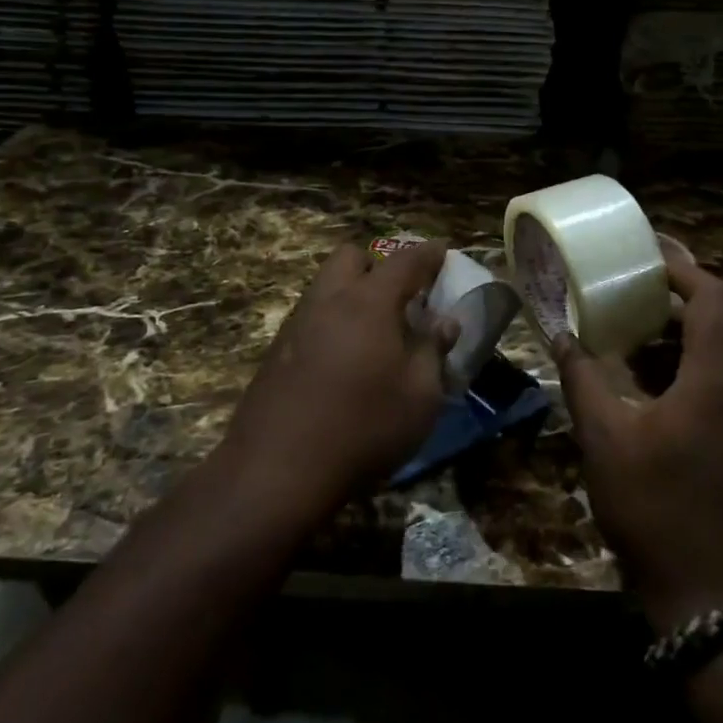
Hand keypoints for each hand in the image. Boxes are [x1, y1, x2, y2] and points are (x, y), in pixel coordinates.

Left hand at [221, 240, 458, 520]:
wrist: (276, 471)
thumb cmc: (363, 428)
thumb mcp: (419, 396)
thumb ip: (433, 351)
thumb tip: (445, 323)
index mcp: (368, 302)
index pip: (404, 262)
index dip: (427, 254)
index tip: (442, 251)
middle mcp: (328, 301)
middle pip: (351, 257)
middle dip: (378, 265)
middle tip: (401, 294)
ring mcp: (296, 324)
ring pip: (326, 286)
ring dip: (352, 292)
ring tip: (376, 329)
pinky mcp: (276, 352)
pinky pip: (311, 316)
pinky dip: (333, 320)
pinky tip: (345, 358)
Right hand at [554, 244, 722, 630]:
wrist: (713, 599)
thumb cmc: (656, 508)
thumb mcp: (605, 438)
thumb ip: (582, 378)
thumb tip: (560, 335)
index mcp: (722, 378)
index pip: (715, 295)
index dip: (683, 267)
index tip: (646, 254)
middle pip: (721, 320)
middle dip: (674, 300)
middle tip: (627, 289)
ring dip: (680, 336)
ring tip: (630, 333)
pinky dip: (691, 367)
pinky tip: (651, 383)